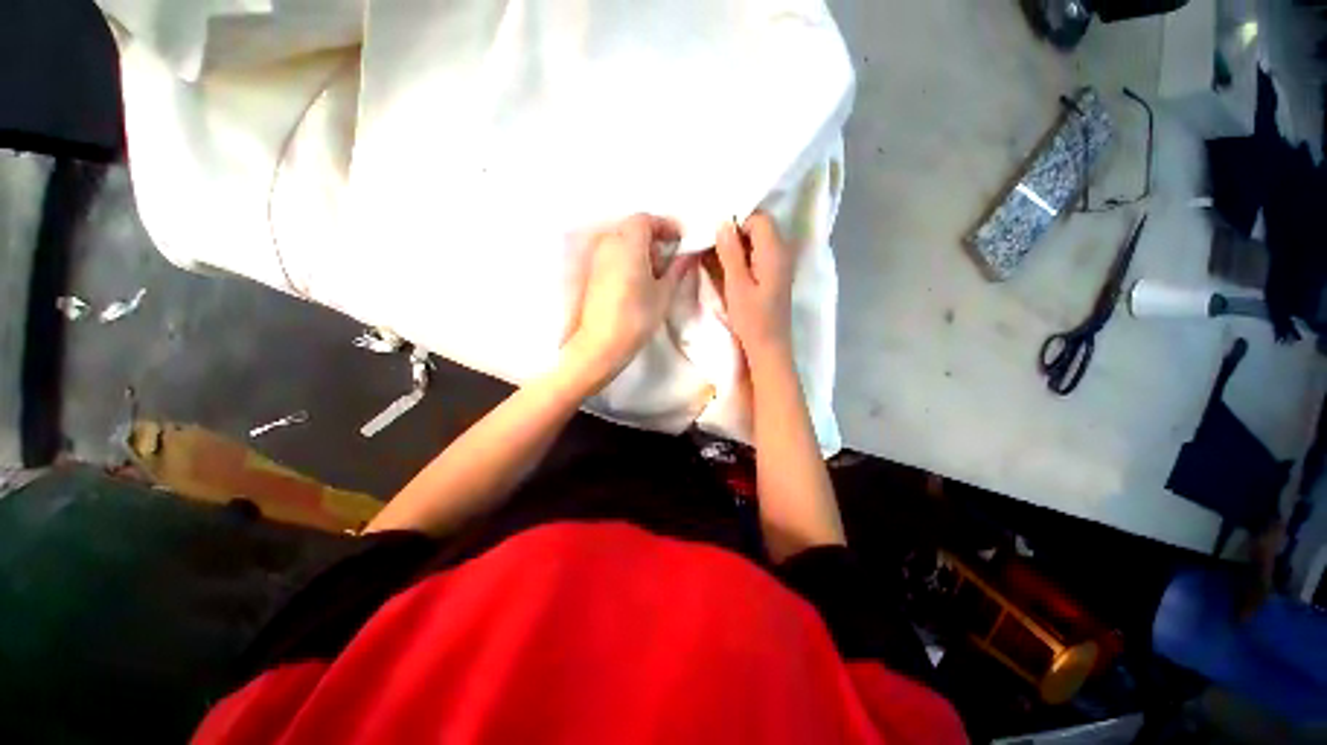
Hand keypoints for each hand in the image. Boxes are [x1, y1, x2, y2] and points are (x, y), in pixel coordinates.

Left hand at [563, 214, 696, 389]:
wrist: (601, 343)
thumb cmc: (637, 317)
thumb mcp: (663, 293)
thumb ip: (677, 269)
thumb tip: (689, 255)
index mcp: (628, 243)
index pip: (646, 220)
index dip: (665, 226)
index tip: (680, 239)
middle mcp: (608, 243)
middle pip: (632, 228)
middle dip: (653, 237)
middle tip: (669, 259)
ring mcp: (597, 258)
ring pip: (621, 241)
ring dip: (639, 248)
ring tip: (654, 273)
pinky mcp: (591, 273)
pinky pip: (612, 254)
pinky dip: (627, 258)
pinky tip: (637, 280)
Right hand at [714, 213, 797, 365]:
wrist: (769, 347)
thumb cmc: (752, 319)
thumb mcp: (736, 284)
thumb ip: (730, 252)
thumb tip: (723, 223)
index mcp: (775, 251)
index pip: (758, 219)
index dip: (736, 223)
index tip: (716, 237)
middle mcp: (782, 253)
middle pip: (760, 228)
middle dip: (735, 233)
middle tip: (712, 246)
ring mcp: (780, 265)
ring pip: (758, 243)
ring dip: (738, 247)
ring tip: (716, 257)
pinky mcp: (775, 277)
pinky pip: (759, 257)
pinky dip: (743, 258)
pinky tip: (728, 269)